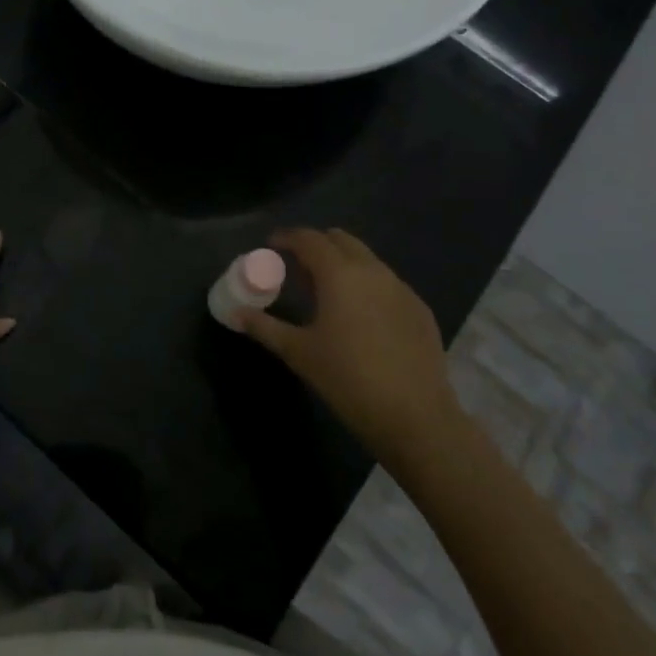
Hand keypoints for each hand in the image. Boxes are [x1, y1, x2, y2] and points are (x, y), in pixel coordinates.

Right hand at [232, 227, 466, 475]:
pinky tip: (361, 317)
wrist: (416, 417)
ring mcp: (401, 288)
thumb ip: (265, 327)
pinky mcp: (420, 309)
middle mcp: (373, 270)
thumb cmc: (348, 379)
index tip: (272, 244)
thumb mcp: (299, 353)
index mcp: (340, 274)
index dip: (287, 237)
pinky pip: (387, 283)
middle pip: (341, 240)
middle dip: (317, 245)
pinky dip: (367, 286)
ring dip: (343, 264)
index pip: (309, 239)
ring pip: (367, 260)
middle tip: (298, 266)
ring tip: (327, 292)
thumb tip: (235, 314)